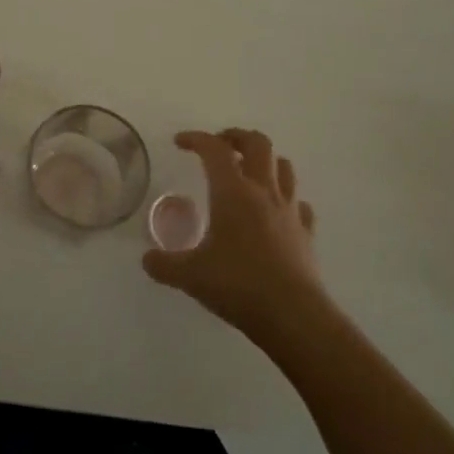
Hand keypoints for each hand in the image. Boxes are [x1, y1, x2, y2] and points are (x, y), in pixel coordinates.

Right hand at [144, 128, 327, 342]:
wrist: (293, 316)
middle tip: (220, 145)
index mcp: (233, 192)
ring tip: (249, 171)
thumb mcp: (190, 275)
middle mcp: (263, 191)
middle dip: (237, 137)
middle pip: (258, 144)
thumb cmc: (238, 285)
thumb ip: (164, 264)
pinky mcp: (305, 233)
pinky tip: (277, 211)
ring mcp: (289, 211)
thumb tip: (147, 259)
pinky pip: (299, 204)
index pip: (214, 149)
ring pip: (283, 167)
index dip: (196, 139)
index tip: (180, 142)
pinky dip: (287, 198)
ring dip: (265, 161)